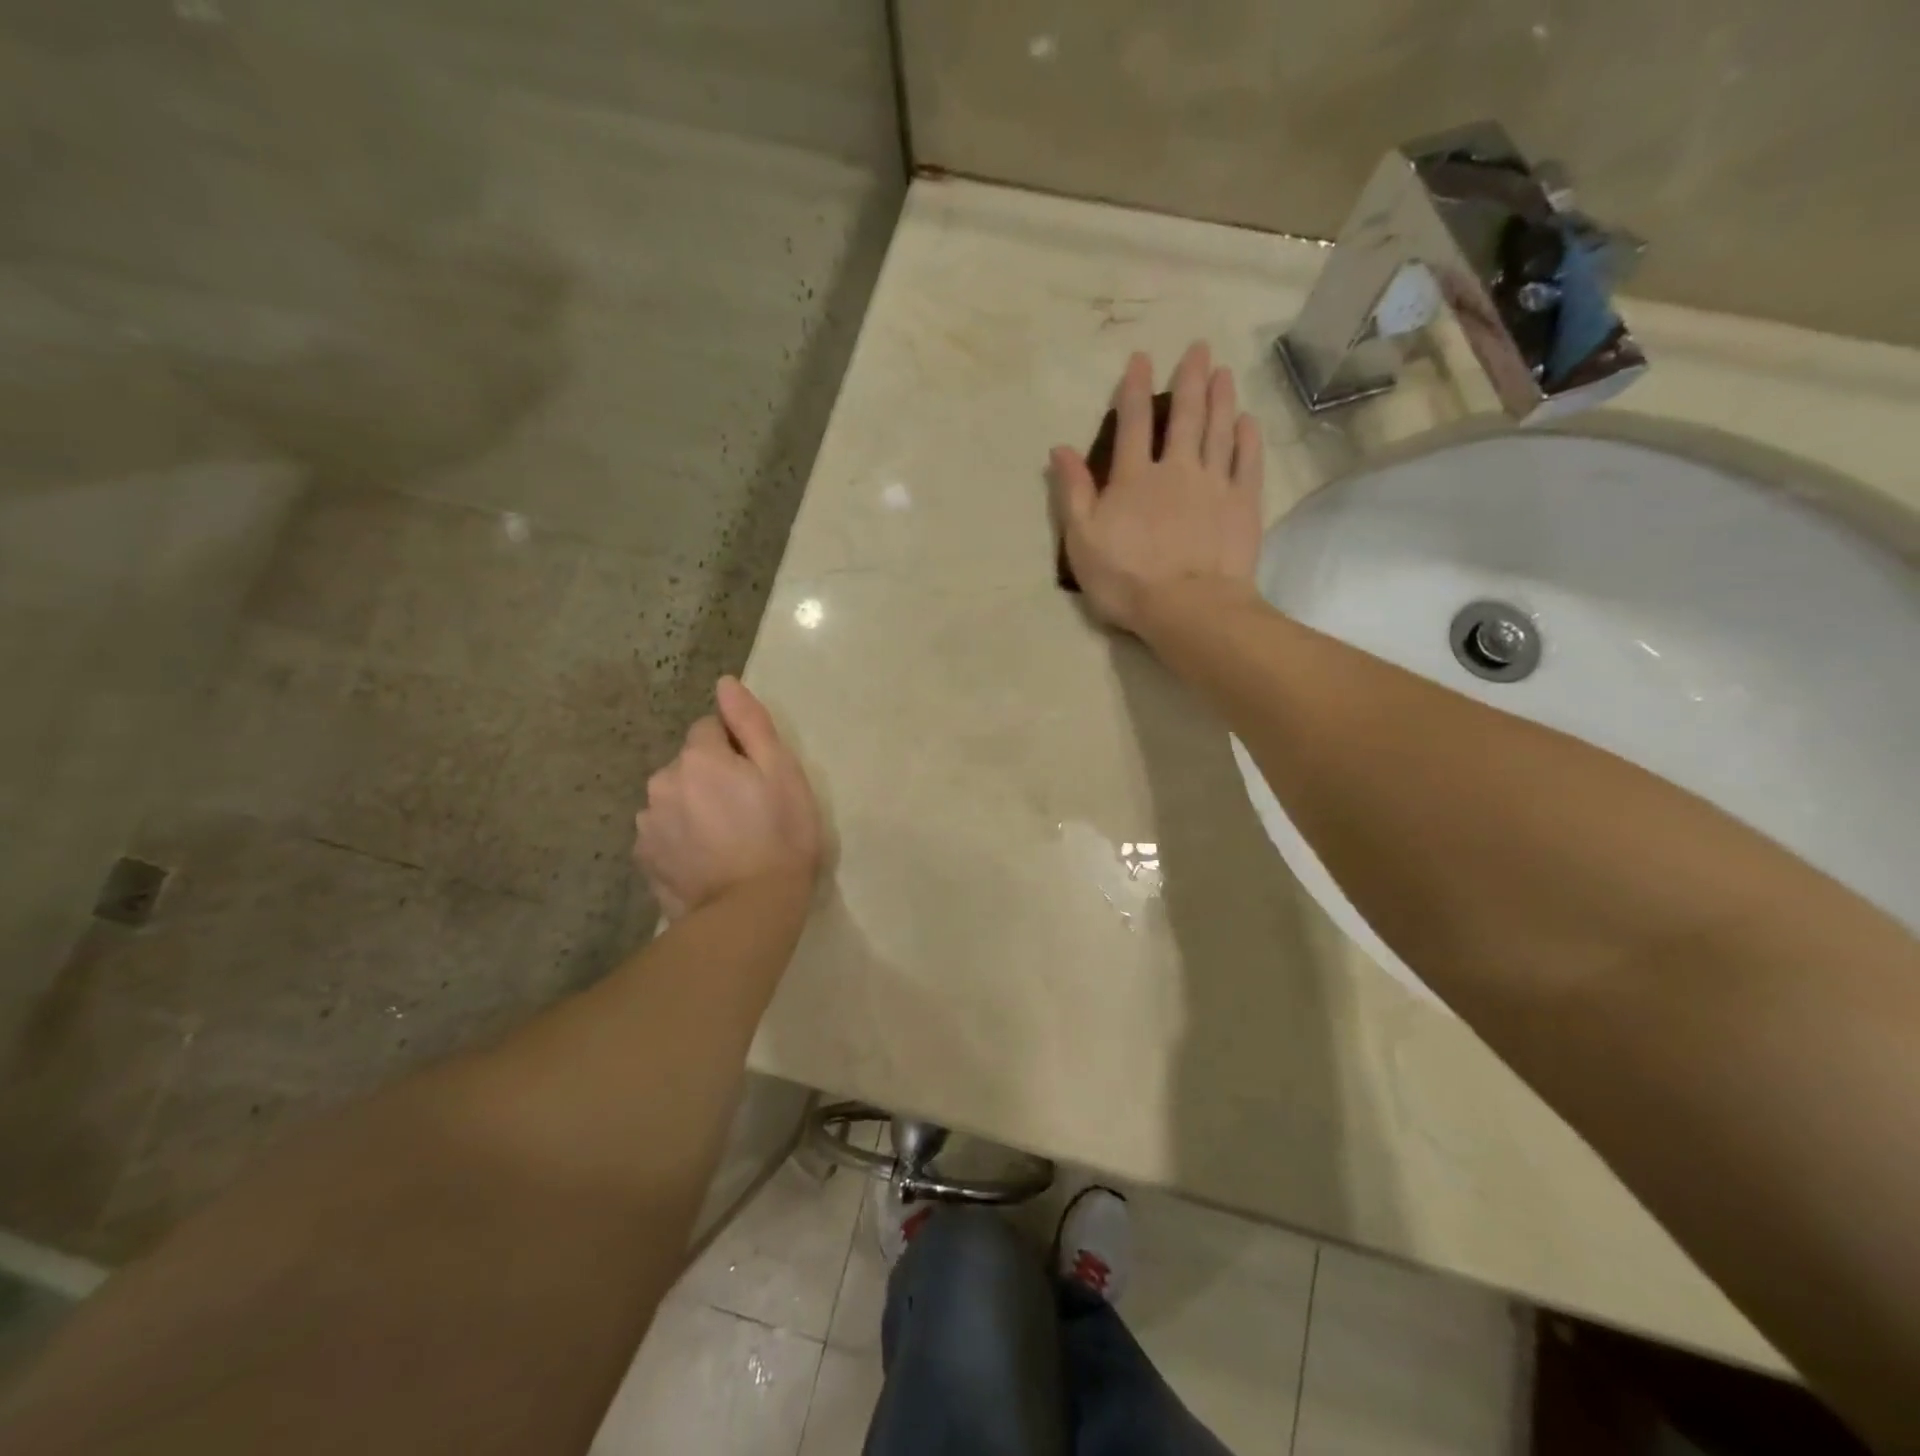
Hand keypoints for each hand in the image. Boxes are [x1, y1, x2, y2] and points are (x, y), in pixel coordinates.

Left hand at [634, 677, 822, 919]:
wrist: (751, 910)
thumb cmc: (780, 835)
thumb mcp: (781, 772)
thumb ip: (750, 723)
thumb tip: (724, 683)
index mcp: (698, 757)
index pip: (710, 729)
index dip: (736, 749)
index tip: (757, 779)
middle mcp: (662, 782)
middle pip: (688, 764)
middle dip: (711, 777)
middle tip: (746, 812)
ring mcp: (648, 823)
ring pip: (674, 798)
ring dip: (693, 807)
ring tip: (725, 841)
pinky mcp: (644, 858)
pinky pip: (663, 832)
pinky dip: (680, 838)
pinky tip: (705, 860)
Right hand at [1050, 343, 1263, 634]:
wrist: (1188, 607)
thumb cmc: (1126, 579)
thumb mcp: (1082, 541)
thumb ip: (1073, 493)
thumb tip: (1060, 449)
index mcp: (1134, 479)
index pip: (1133, 423)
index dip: (1135, 389)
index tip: (1142, 359)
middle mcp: (1177, 470)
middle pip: (1185, 417)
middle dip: (1190, 379)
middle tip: (1198, 348)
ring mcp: (1215, 485)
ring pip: (1219, 430)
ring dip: (1221, 398)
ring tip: (1224, 371)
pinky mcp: (1244, 505)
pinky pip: (1248, 462)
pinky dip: (1248, 438)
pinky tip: (1247, 422)